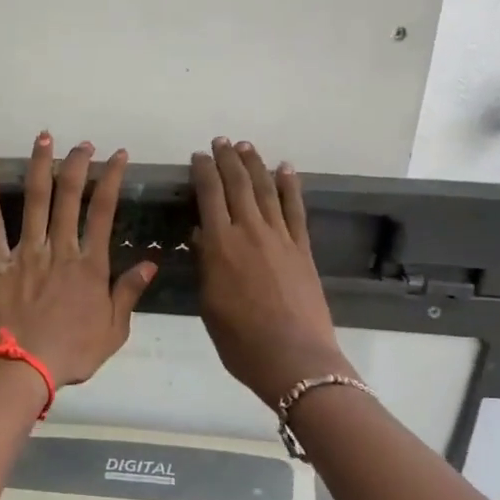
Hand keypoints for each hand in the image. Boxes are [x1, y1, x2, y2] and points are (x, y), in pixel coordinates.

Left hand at [0, 133, 155, 388]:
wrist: (22, 369)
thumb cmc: (71, 354)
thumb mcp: (113, 330)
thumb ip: (128, 293)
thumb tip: (149, 262)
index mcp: (90, 266)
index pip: (104, 211)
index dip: (112, 179)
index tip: (118, 156)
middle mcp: (60, 250)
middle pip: (69, 197)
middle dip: (77, 165)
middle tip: (82, 144)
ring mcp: (27, 253)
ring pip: (34, 201)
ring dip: (40, 167)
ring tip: (44, 139)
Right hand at [193, 137, 350, 404]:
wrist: (293, 358)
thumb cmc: (240, 340)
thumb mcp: (209, 304)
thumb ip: (206, 265)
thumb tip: (202, 235)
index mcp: (220, 246)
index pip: (209, 196)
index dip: (203, 172)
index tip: (197, 156)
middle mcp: (249, 232)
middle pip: (238, 185)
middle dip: (227, 160)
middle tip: (220, 142)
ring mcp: (280, 238)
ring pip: (265, 190)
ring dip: (255, 164)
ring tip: (246, 146)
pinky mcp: (302, 248)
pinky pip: (295, 209)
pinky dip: (289, 186)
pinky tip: (286, 169)